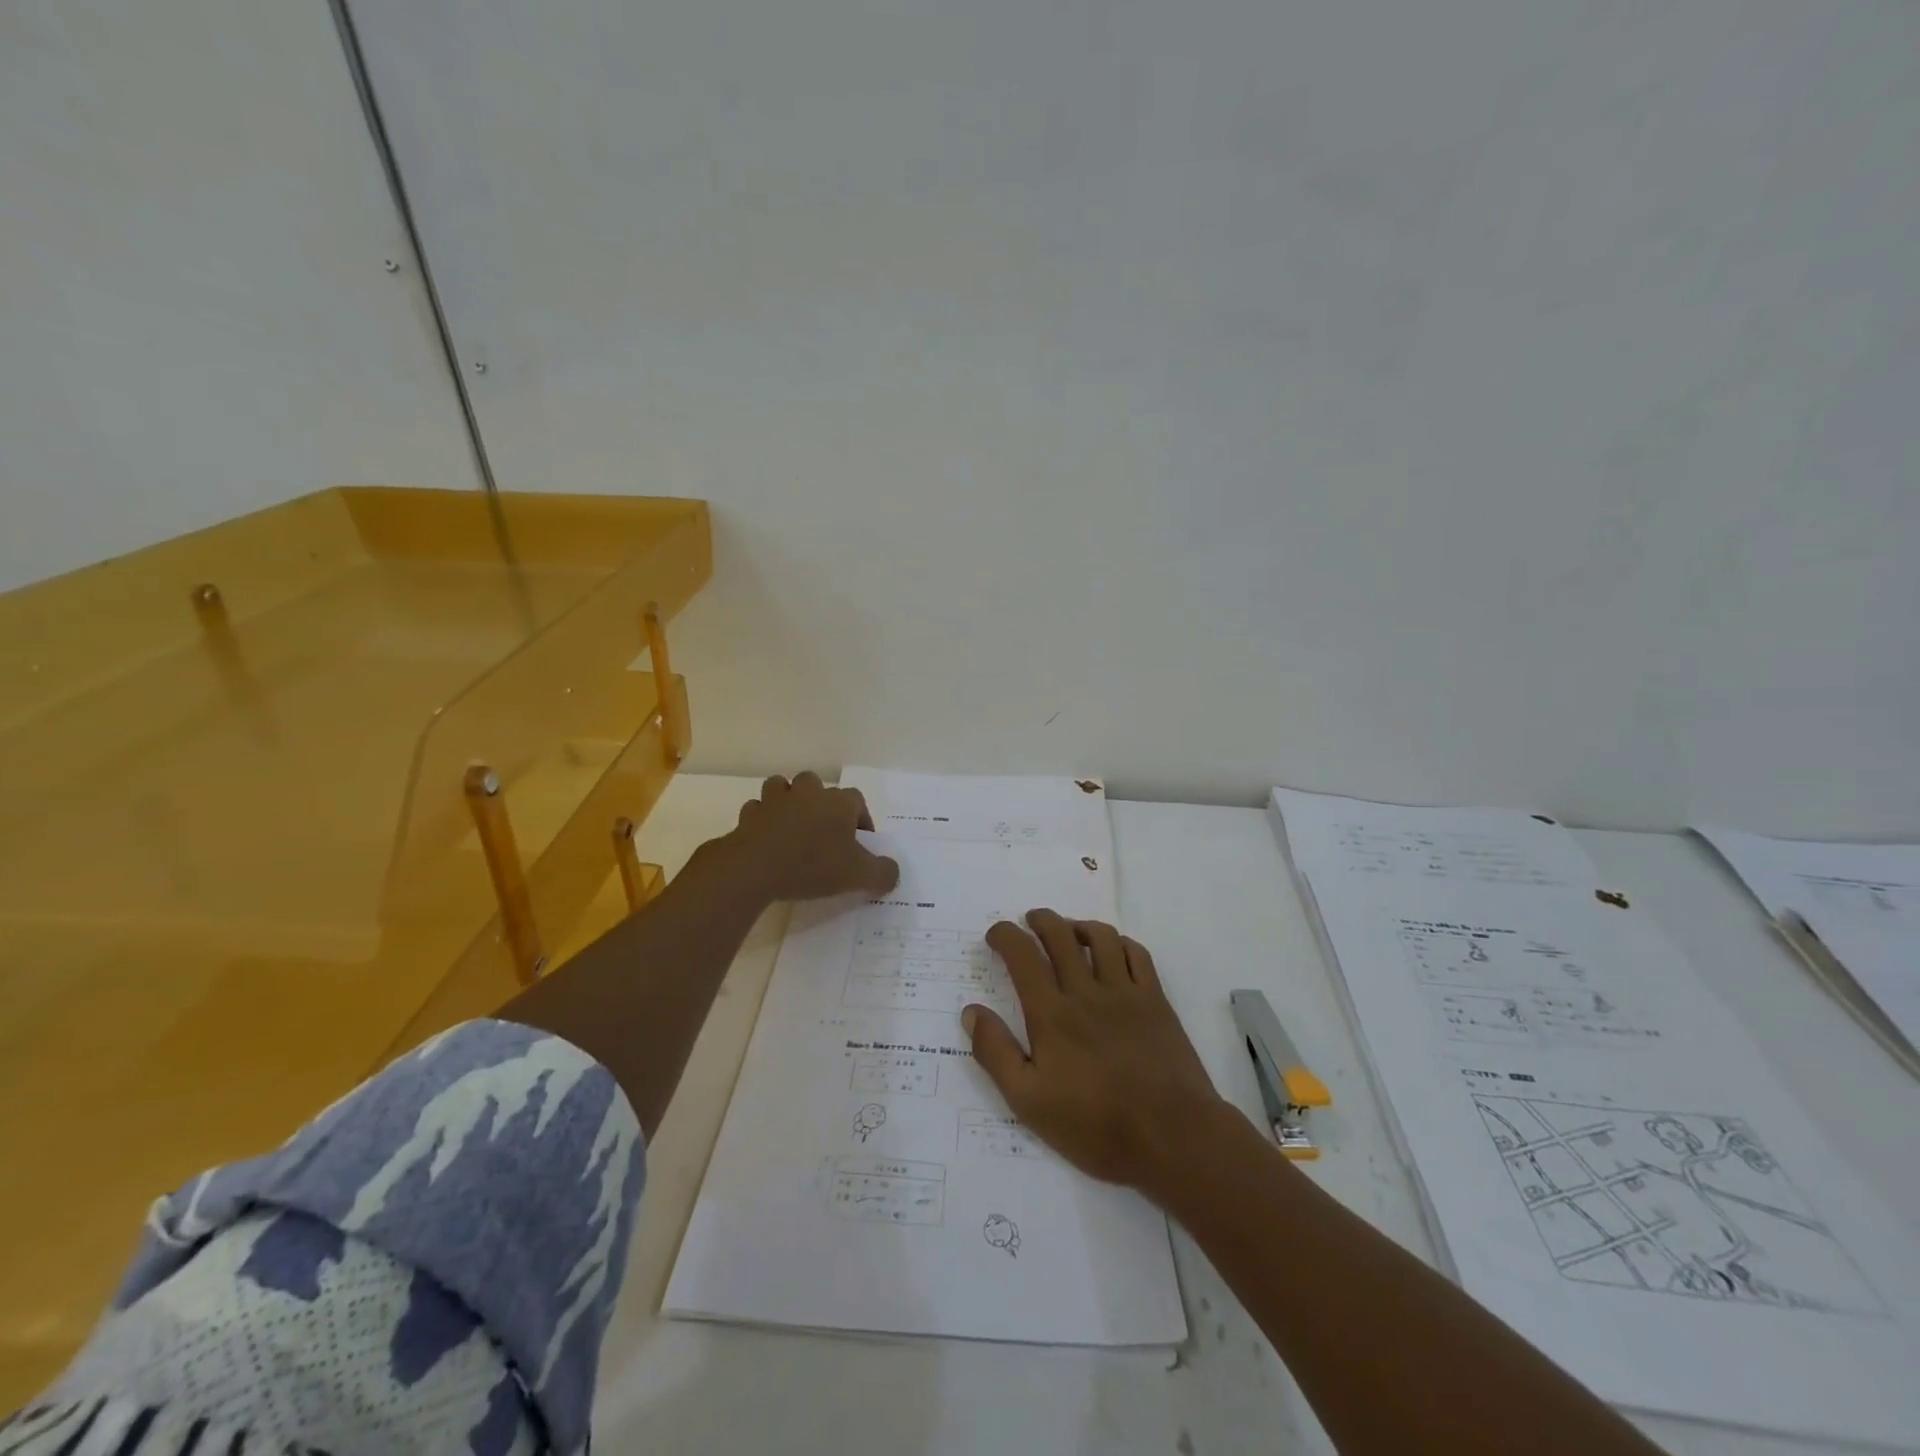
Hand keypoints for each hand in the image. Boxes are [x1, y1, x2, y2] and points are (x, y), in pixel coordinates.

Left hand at [720, 772, 899, 902]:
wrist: (755, 868)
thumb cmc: (813, 866)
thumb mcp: (859, 876)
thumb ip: (883, 873)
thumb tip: (893, 872)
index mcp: (838, 803)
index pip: (857, 800)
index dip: (861, 819)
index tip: (859, 843)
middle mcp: (808, 793)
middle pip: (816, 784)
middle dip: (820, 802)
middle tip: (823, 830)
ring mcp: (775, 800)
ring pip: (782, 787)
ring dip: (787, 801)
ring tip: (792, 825)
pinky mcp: (749, 815)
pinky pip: (757, 810)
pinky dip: (762, 819)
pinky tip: (765, 837)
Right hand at [963, 909, 1226, 1189]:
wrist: (1171, 1136)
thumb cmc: (1095, 1125)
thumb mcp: (1028, 1101)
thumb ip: (995, 1053)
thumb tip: (971, 1011)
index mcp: (1051, 1013)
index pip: (1022, 956)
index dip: (1005, 935)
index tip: (996, 934)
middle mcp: (1086, 991)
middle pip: (1060, 935)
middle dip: (1040, 920)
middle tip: (1030, 921)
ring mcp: (1125, 993)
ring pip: (1100, 937)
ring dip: (1079, 925)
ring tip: (1069, 930)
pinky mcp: (1156, 1001)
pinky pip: (1137, 954)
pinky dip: (1120, 942)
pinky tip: (1114, 950)